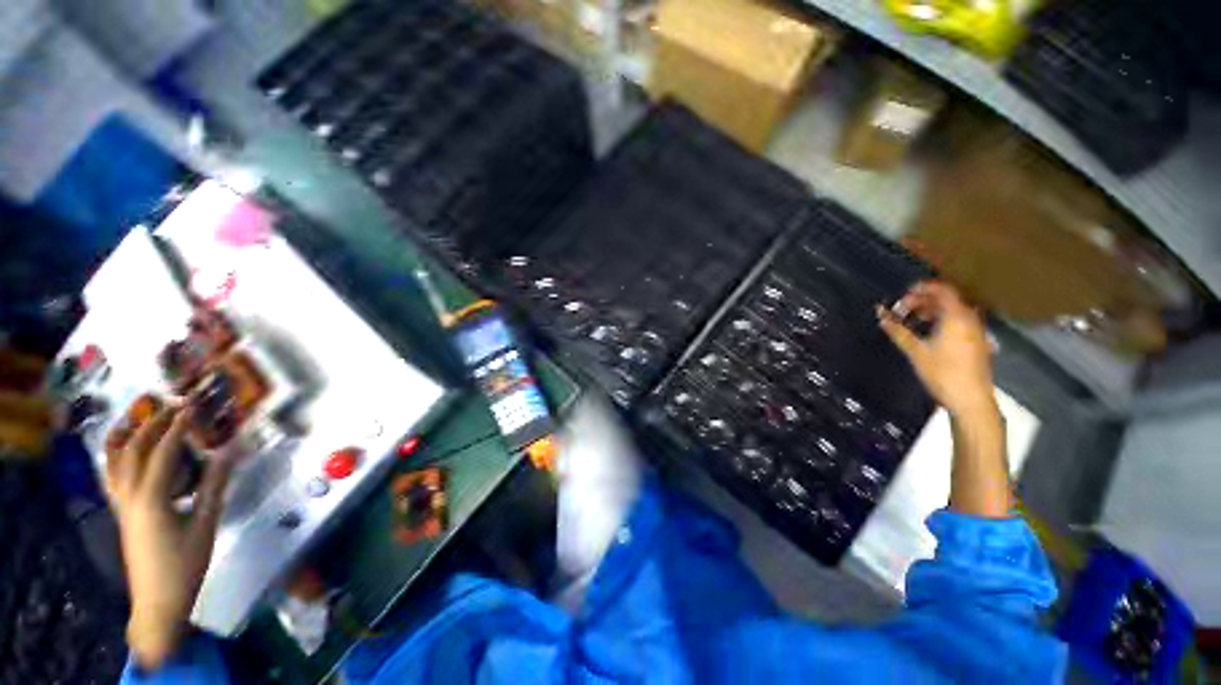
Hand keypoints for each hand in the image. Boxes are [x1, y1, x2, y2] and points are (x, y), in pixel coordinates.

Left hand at [105, 404, 232, 669]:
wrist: (158, 600)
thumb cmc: (185, 563)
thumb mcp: (206, 523)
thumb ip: (215, 484)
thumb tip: (231, 450)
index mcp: (151, 498)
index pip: (163, 452)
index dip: (178, 427)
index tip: (192, 406)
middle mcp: (129, 495)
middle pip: (134, 450)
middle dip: (152, 424)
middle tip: (172, 406)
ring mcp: (120, 504)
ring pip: (114, 462)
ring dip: (125, 436)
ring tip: (136, 417)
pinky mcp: (121, 512)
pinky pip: (111, 477)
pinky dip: (115, 457)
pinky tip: (124, 452)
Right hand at [877, 281, 996, 417]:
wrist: (971, 400)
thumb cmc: (943, 373)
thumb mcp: (915, 351)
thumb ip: (898, 330)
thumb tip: (880, 313)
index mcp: (957, 317)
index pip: (942, 290)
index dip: (922, 288)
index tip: (903, 292)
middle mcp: (970, 319)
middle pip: (947, 300)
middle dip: (923, 300)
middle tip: (902, 307)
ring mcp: (975, 331)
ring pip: (953, 311)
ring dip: (932, 311)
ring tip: (911, 319)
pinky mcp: (976, 342)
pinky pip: (958, 322)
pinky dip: (941, 320)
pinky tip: (927, 332)